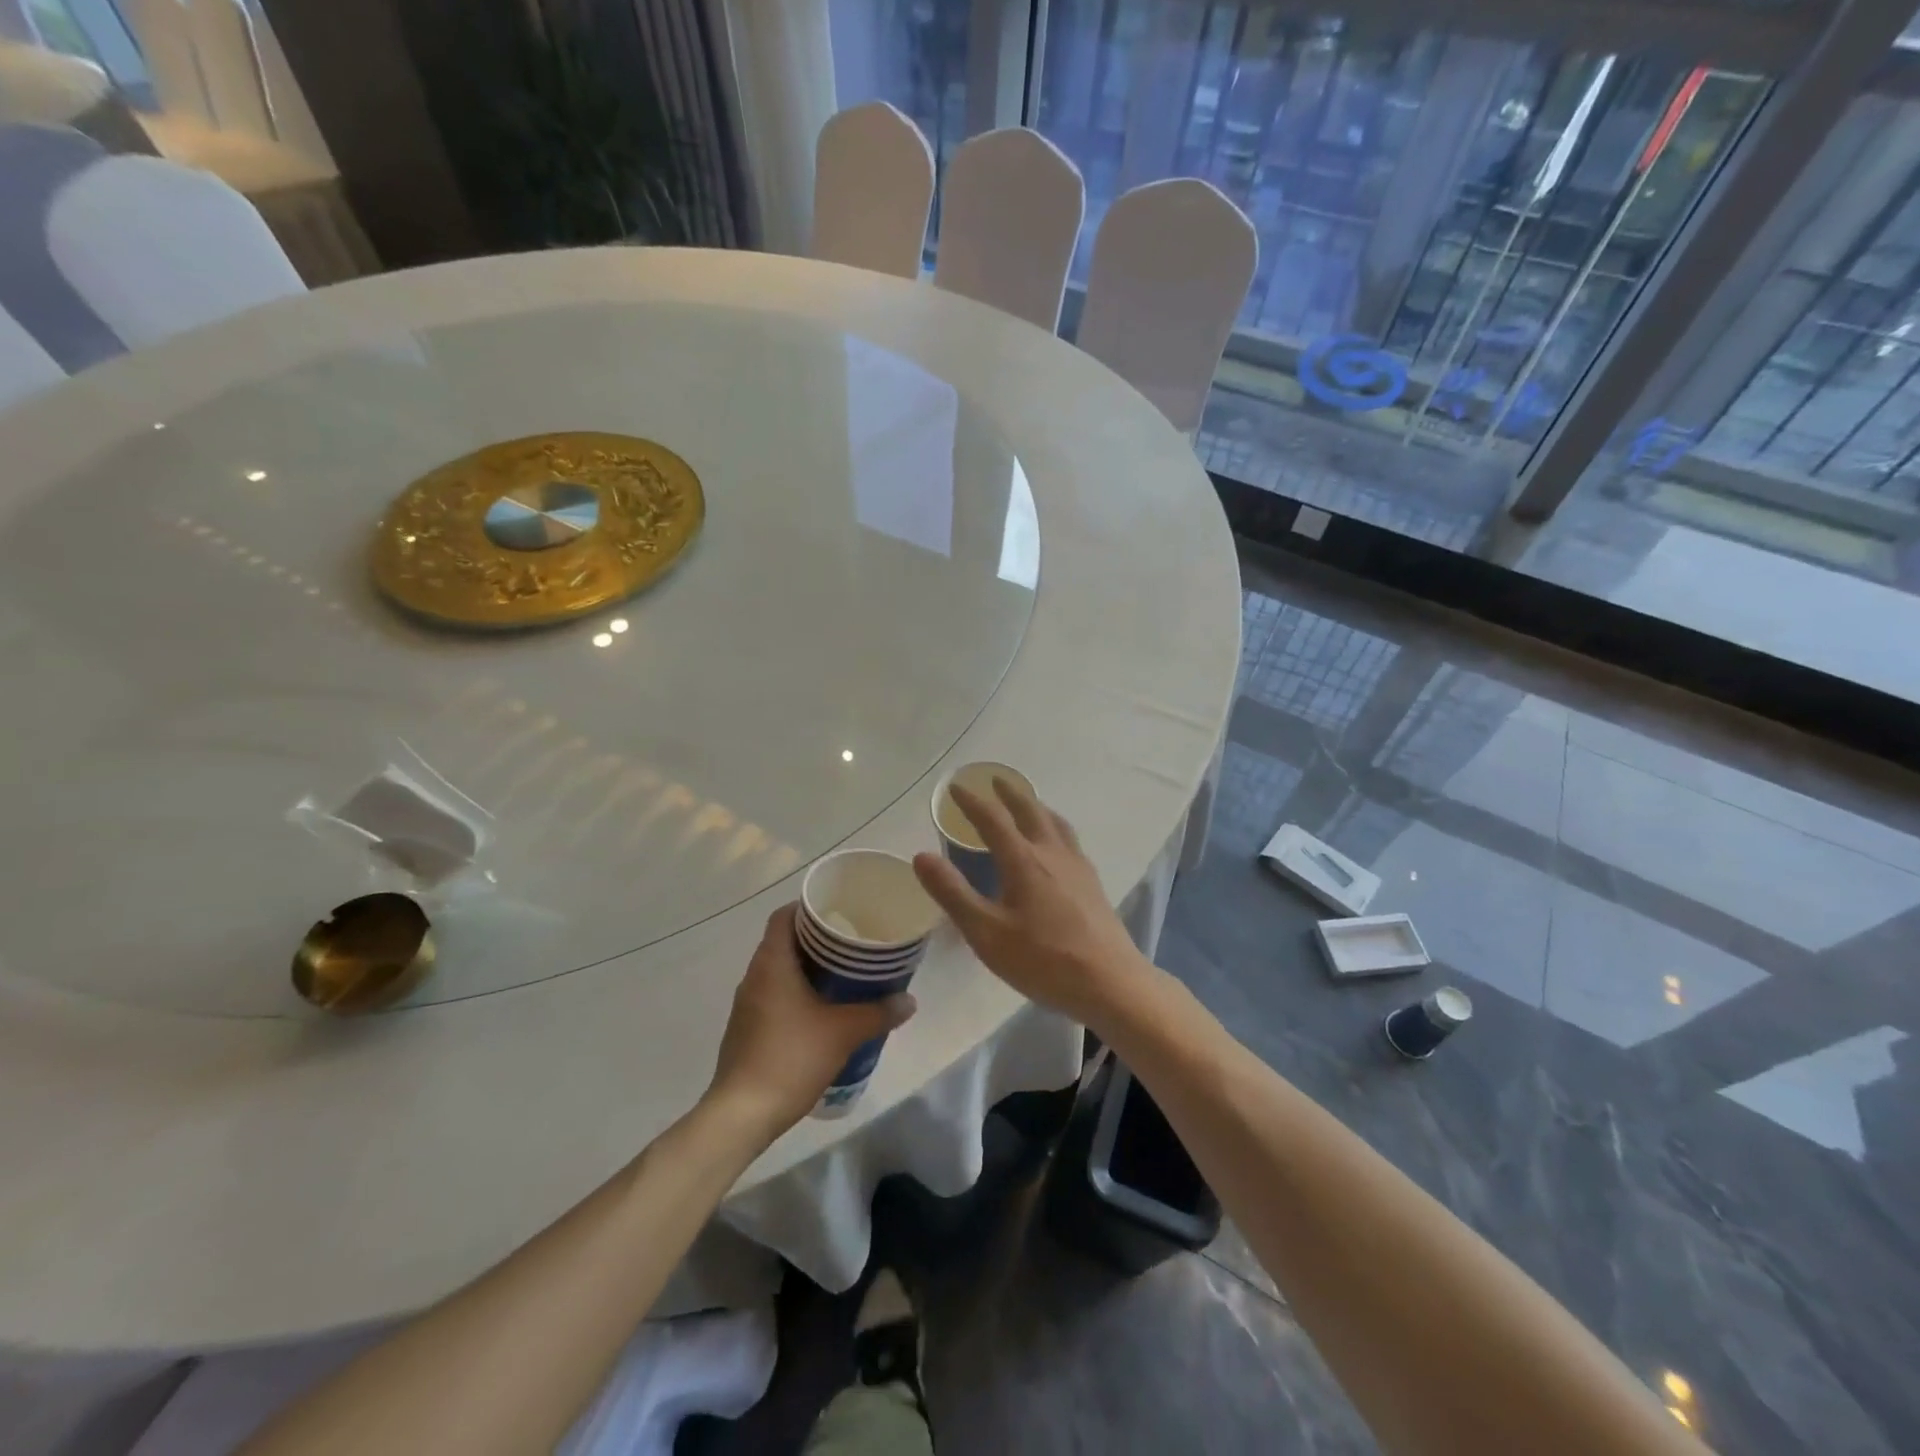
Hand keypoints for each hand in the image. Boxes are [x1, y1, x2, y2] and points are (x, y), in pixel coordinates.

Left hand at [707, 904, 916, 1135]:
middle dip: (817, 939)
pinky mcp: (747, 1029)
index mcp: (771, 963)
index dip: (809, 908)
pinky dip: (797, 992)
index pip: (784, 916)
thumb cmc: (791, 1058)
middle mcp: (754, 976)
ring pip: (779, 970)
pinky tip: (822, 1009)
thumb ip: (879, 1012)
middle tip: (853, 942)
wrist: (741, 1115)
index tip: (839, 911)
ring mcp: (747, 1005)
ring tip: (844, 973)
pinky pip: (774, 995)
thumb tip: (909, 1000)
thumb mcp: (844, 1032)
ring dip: (808, 967)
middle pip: (784, 941)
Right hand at [912, 778, 1155, 1028]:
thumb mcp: (986, 933)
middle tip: (995, 780)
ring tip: (1028, 803)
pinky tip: (1057, 844)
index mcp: (1023, 861)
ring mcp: (1077, 866)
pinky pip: (1069, 839)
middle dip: (1009, 793)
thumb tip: (921, 856)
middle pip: (1030, 811)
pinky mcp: (1092, 883)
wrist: (1109, 982)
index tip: (955, 787)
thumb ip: (953, 893)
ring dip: (1036, 806)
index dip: (971, 802)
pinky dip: (1054, 826)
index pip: (993, 820)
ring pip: (1055, 823)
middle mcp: (1052, 853)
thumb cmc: (1042, 959)